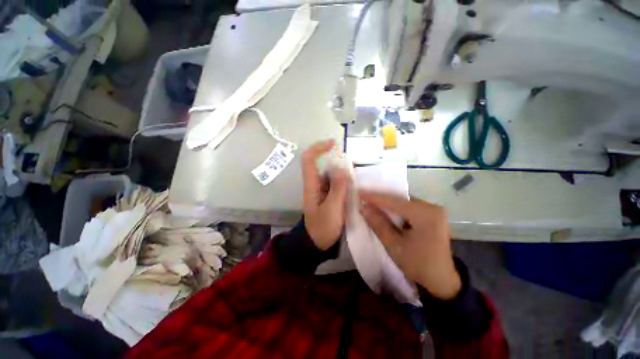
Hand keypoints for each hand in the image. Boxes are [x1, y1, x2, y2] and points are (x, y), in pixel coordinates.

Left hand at [301, 140, 349, 249]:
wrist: (318, 243)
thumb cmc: (323, 227)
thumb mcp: (332, 208)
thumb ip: (338, 188)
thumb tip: (342, 167)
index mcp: (311, 185)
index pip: (308, 159)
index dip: (318, 148)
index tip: (334, 144)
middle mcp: (315, 183)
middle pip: (321, 163)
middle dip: (335, 159)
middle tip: (351, 165)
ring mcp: (322, 189)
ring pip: (330, 172)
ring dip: (341, 169)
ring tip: (354, 176)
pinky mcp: (328, 194)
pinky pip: (335, 181)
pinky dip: (344, 179)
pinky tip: (353, 183)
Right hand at [359, 192, 460, 299]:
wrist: (442, 280)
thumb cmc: (418, 265)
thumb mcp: (394, 245)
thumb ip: (378, 224)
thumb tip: (363, 207)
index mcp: (426, 215)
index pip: (395, 201)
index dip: (375, 197)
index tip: (359, 193)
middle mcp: (432, 207)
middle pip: (400, 199)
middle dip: (381, 198)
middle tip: (363, 197)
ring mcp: (434, 210)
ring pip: (404, 201)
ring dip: (388, 203)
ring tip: (371, 202)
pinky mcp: (432, 214)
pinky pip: (409, 206)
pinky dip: (396, 208)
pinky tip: (385, 210)